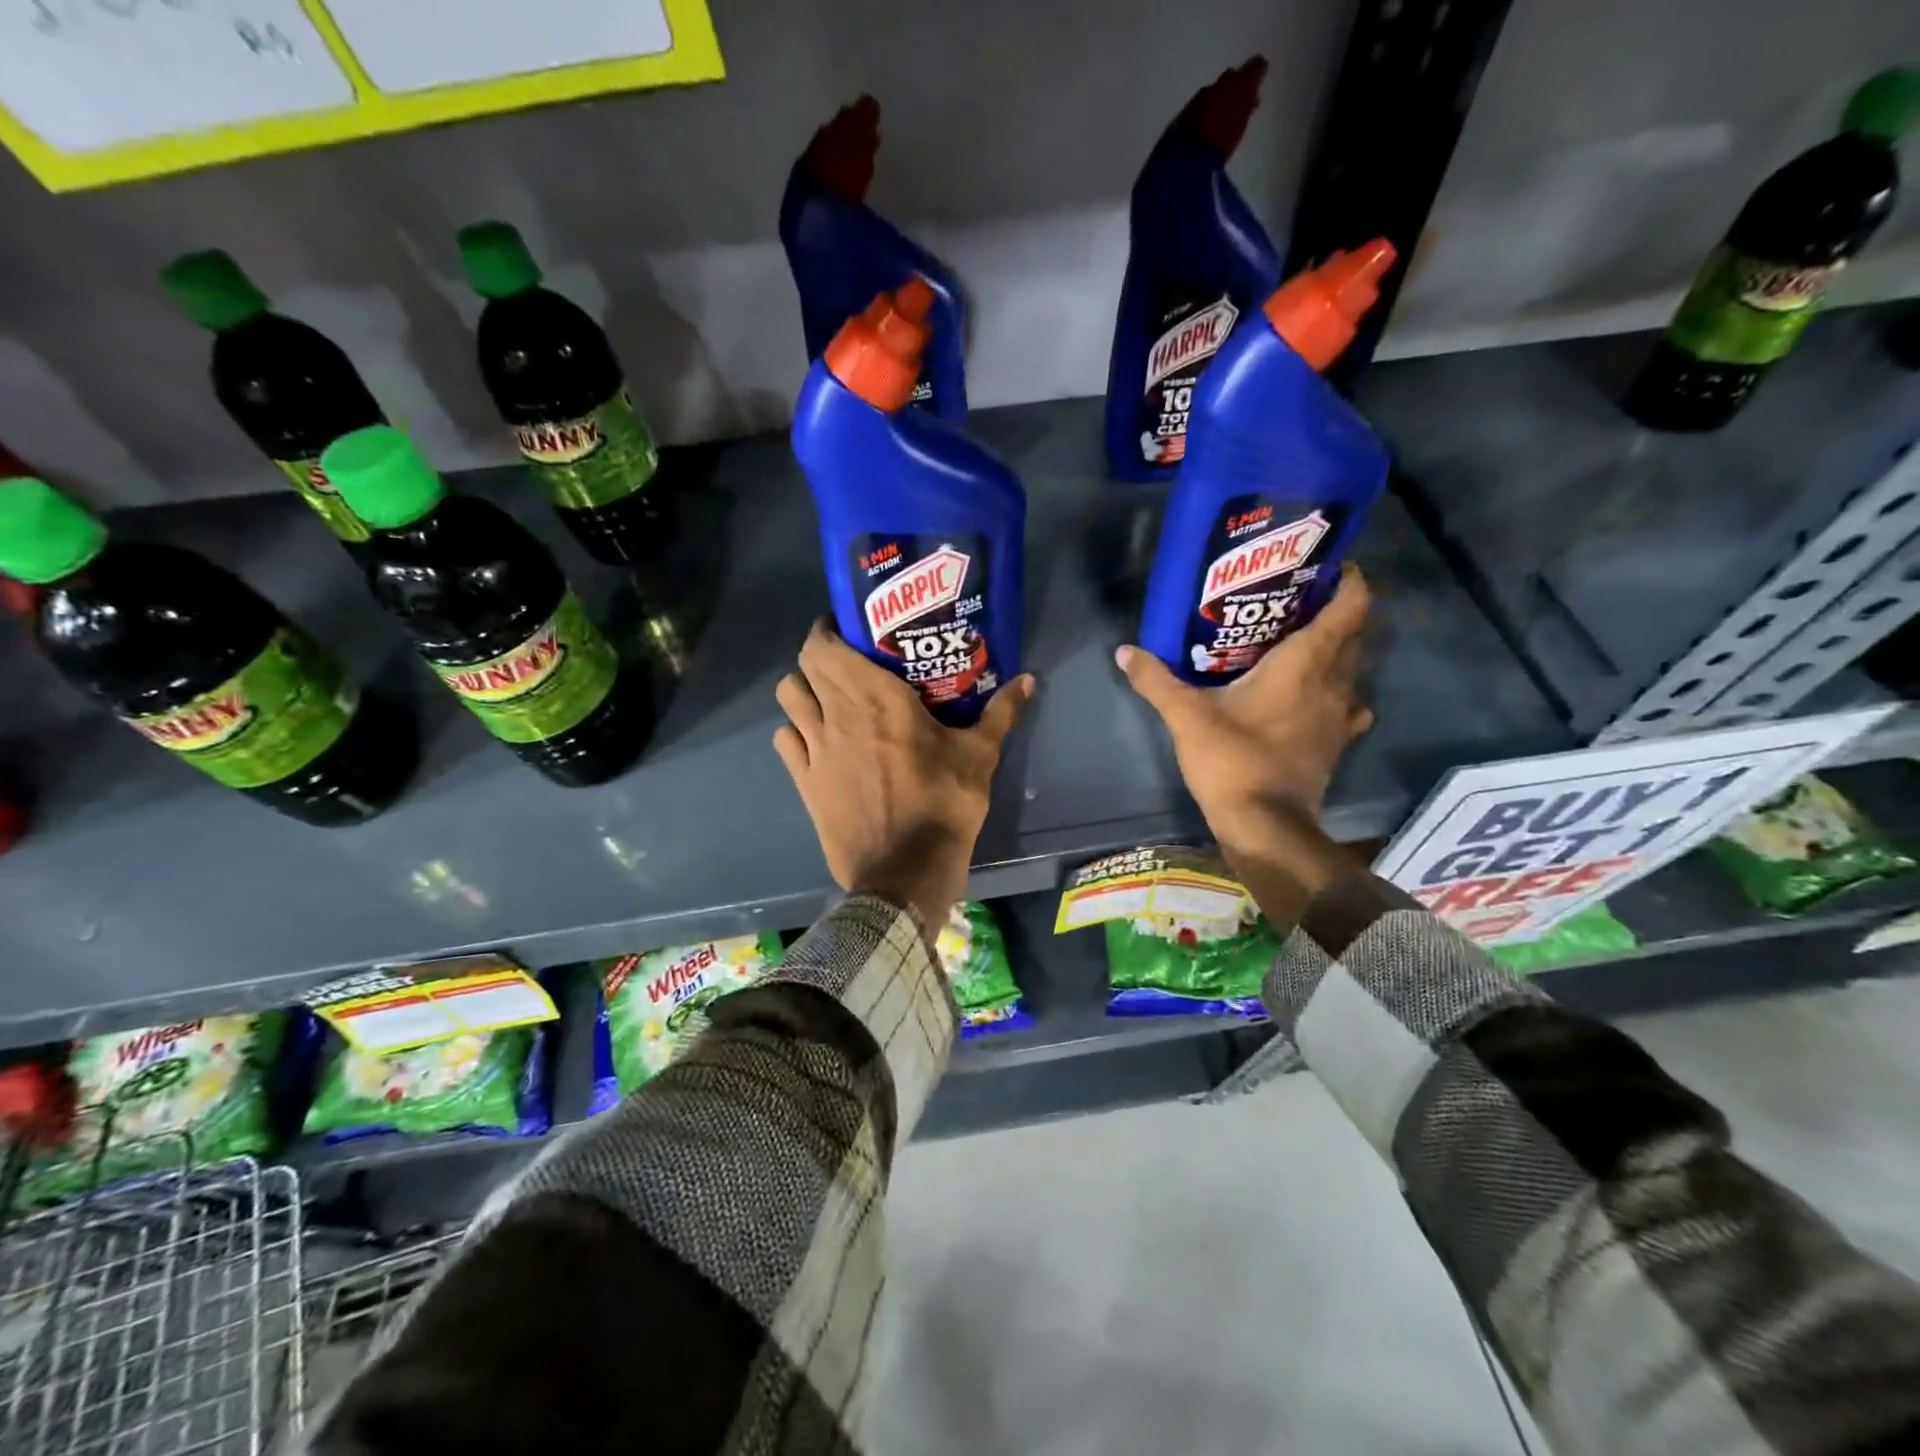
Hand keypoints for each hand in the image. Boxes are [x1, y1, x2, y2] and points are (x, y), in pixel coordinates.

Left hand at [774, 621, 1035, 929]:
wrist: (904, 872)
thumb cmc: (944, 806)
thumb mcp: (979, 756)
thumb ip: (1001, 713)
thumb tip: (1030, 679)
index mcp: (877, 698)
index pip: (826, 646)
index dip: (827, 630)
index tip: (847, 628)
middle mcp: (837, 713)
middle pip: (804, 664)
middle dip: (819, 654)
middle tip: (845, 659)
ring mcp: (815, 748)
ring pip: (788, 697)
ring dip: (803, 687)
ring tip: (826, 695)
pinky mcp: (804, 781)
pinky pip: (785, 739)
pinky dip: (794, 729)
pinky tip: (816, 738)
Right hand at [1115, 565, 1373, 918]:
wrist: (1265, 825)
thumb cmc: (1232, 760)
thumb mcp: (1186, 716)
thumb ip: (1156, 680)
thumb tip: (1124, 651)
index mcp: (1306, 663)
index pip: (1350, 607)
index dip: (1349, 580)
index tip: (1328, 565)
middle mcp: (1335, 682)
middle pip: (1353, 633)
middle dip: (1333, 610)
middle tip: (1294, 599)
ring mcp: (1341, 715)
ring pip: (1351, 668)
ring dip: (1336, 650)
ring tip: (1298, 643)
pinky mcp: (1335, 742)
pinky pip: (1346, 703)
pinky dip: (1334, 691)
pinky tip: (1308, 697)